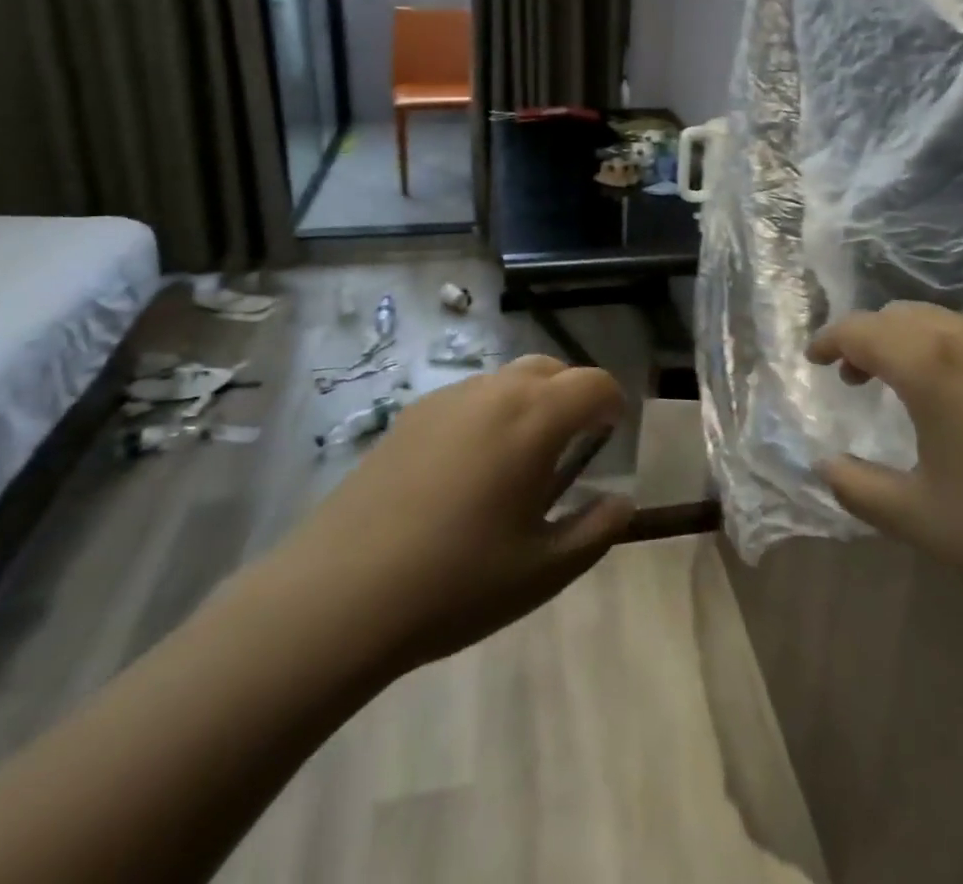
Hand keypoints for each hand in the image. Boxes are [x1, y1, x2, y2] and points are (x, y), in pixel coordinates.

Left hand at [262, 354, 635, 682]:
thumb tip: (623, 501)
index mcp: (534, 418)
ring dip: (530, 401)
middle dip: (573, 395)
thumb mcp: (543, 570)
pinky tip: (467, 470)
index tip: (610, 439)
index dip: (612, 404)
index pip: (594, 383)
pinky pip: (469, 397)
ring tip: (519, 461)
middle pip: (551, 368)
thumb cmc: (457, 582)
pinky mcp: (410, 416)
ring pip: (507, 378)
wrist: (339, 594)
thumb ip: (596, 529)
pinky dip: (489, 413)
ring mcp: (447, 399)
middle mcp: (494, 391)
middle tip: (572, 448)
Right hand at [809, 303, 962, 646]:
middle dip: (869, 338)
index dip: (829, 340)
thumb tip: (825, 465)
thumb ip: (858, 487)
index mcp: (932, 364)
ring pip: (947, 323)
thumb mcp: (919, 520)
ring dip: (912, 342)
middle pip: (903, 316)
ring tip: (904, 387)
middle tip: (852, 377)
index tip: (813, 360)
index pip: (862, 330)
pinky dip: (953, 352)